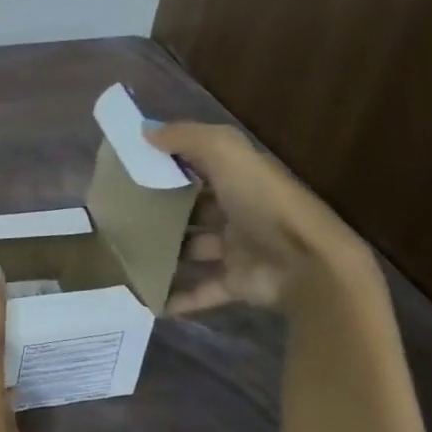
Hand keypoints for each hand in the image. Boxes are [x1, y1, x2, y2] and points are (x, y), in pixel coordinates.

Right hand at [145, 121, 374, 314]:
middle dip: (163, 210)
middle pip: (194, 208)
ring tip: (126, 253)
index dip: (169, 164)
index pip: (200, 165)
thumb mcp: (227, 153)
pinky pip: (203, 290)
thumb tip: (145, 132)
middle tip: (121, 214)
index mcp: (240, 178)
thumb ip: (187, 137)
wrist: (310, 266)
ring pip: (194, 248)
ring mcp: (240, 250)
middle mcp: (240, 211)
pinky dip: (179, 297)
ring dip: (166, 251)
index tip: (131, 169)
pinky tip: (148, 298)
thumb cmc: (265, 203)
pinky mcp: (239, 284)